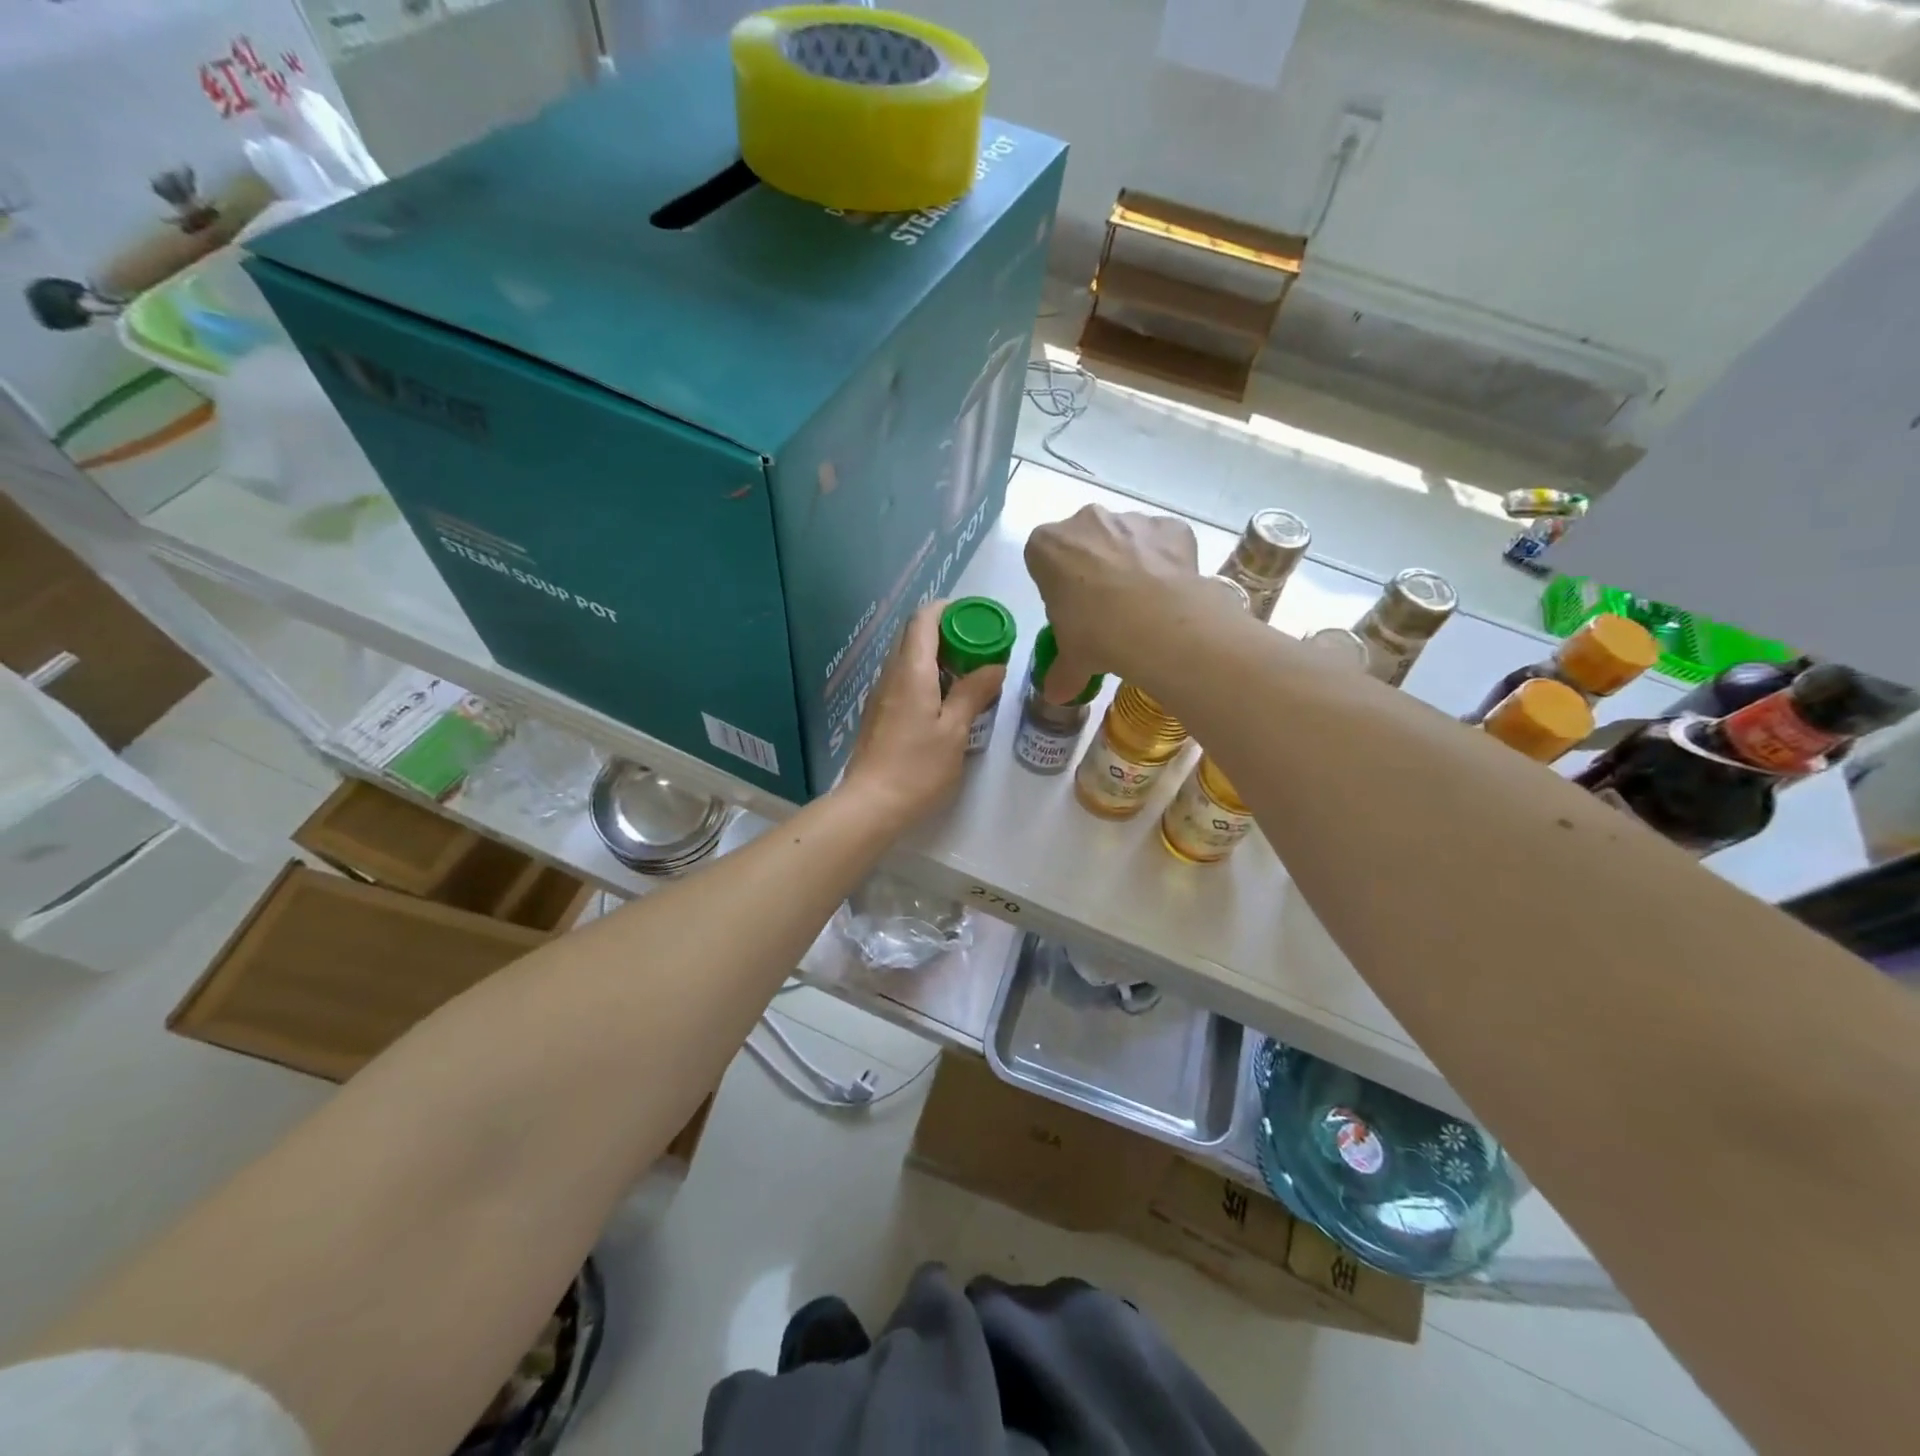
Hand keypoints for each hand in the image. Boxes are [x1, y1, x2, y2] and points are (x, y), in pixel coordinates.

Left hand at [837, 600, 1004, 830]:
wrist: (871, 805)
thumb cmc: (917, 768)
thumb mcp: (954, 731)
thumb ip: (973, 693)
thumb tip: (994, 665)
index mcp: (911, 671)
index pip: (923, 620)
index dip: (948, 610)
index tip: (975, 618)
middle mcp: (891, 675)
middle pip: (915, 636)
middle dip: (947, 633)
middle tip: (979, 648)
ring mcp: (881, 694)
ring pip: (908, 659)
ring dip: (937, 657)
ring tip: (968, 674)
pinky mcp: (879, 714)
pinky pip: (903, 680)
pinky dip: (926, 677)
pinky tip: (945, 701)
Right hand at [1024, 505, 1197, 701]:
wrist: (1159, 624)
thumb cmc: (1096, 634)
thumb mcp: (1072, 659)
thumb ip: (1062, 671)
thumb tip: (1056, 695)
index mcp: (1047, 546)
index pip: (1042, 559)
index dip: (1056, 585)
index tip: (1070, 611)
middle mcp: (1086, 521)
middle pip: (1084, 542)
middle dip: (1092, 568)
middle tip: (1105, 610)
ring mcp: (1131, 519)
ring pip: (1125, 538)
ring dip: (1130, 563)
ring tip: (1142, 607)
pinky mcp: (1170, 527)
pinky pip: (1163, 543)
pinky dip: (1165, 561)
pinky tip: (1169, 594)